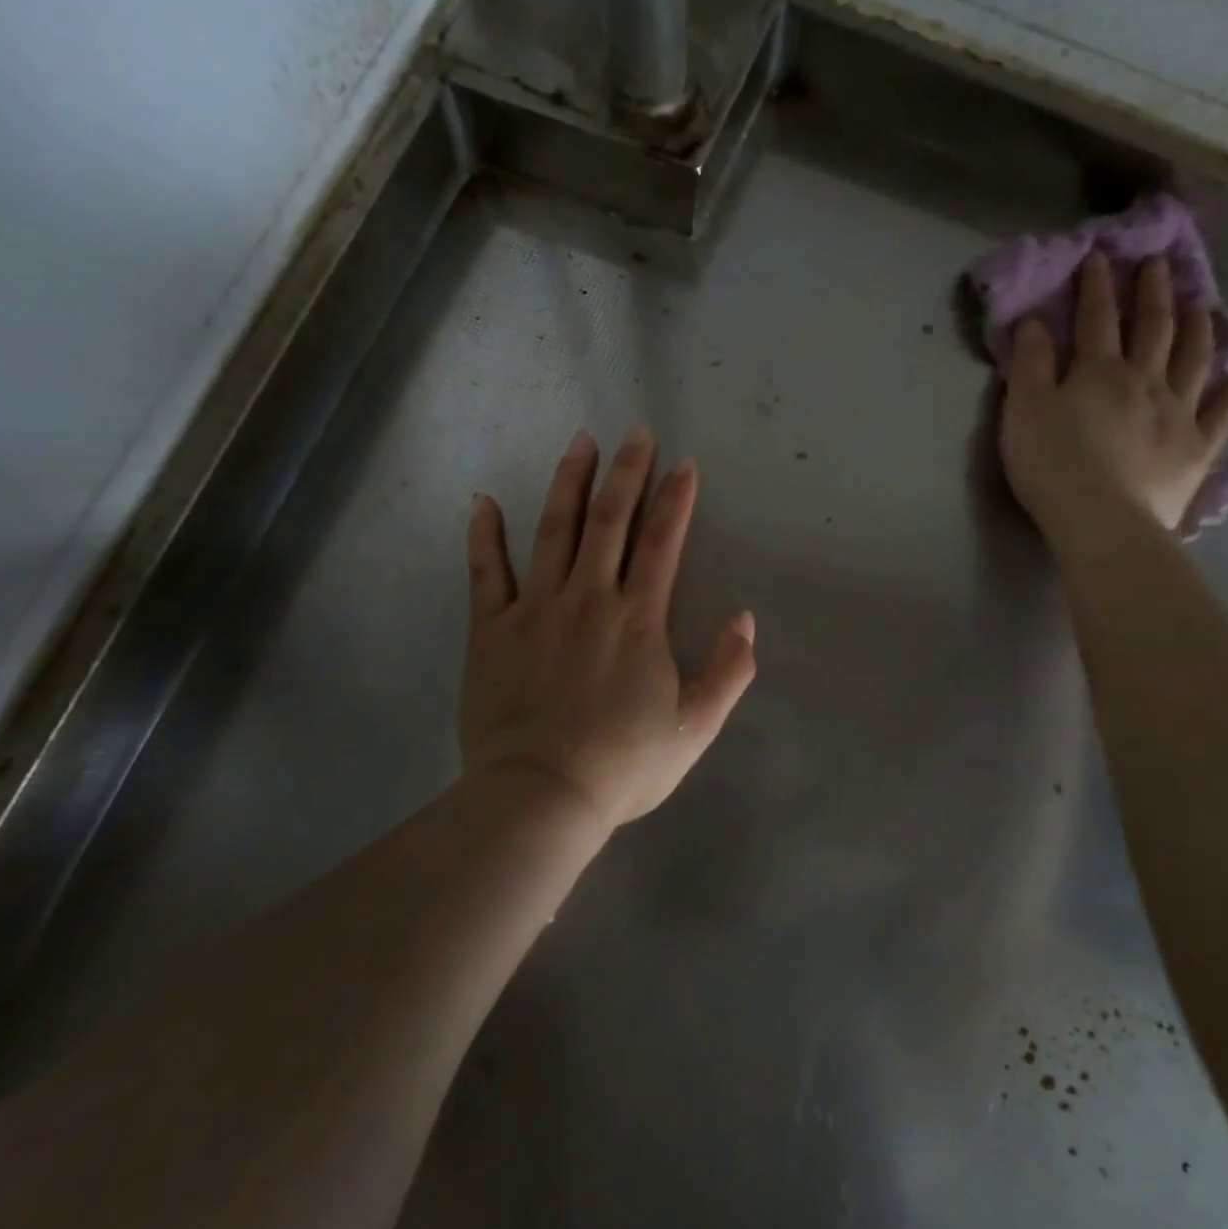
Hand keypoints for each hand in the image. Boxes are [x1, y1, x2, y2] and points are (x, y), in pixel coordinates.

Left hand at [460, 426, 756, 832]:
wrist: (541, 797)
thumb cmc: (623, 765)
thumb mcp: (695, 727)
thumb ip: (728, 671)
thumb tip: (744, 619)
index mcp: (638, 618)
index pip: (663, 541)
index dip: (676, 498)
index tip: (684, 464)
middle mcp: (589, 598)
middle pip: (610, 520)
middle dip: (627, 471)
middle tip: (635, 431)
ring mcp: (535, 609)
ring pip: (553, 530)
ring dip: (569, 482)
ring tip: (579, 441)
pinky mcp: (491, 629)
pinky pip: (485, 571)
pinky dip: (483, 534)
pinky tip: (483, 500)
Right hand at [1000, 254, 1227, 539]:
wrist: (1102, 521)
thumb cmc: (1053, 465)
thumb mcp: (1024, 410)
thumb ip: (1030, 364)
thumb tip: (1035, 321)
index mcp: (1099, 371)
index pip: (1098, 318)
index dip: (1097, 285)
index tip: (1101, 256)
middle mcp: (1145, 381)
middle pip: (1153, 328)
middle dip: (1154, 293)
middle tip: (1161, 264)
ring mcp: (1177, 414)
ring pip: (1193, 361)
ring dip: (1199, 329)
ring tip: (1205, 305)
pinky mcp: (1195, 451)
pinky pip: (1220, 417)